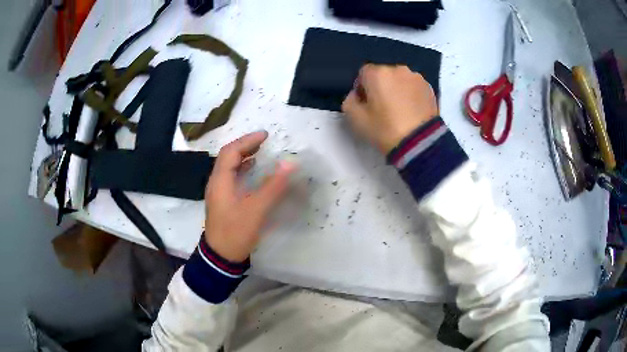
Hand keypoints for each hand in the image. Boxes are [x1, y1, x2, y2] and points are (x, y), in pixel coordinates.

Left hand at [204, 131, 294, 261]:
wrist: (220, 256)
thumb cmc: (236, 231)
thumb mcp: (256, 209)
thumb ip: (273, 186)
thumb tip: (290, 164)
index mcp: (221, 180)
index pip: (231, 151)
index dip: (247, 140)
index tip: (265, 135)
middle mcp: (217, 183)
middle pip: (228, 157)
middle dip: (245, 146)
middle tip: (264, 141)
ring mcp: (219, 193)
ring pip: (229, 167)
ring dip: (243, 157)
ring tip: (260, 152)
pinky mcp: (223, 202)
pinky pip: (231, 178)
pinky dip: (242, 170)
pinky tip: (252, 173)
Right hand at [341, 64, 438, 153]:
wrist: (419, 142)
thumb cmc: (385, 129)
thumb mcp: (355, 119)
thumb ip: (349, 100)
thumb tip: (356, 94)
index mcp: (378, 73)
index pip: (363, 73)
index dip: (362, 88)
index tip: (366, 104)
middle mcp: (397, 69)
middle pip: (383, 74)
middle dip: (381, 87)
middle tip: (382, 108)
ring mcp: (416, 77)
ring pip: (400, 79)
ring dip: (397, 89)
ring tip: (400, 109)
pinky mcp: (429, 87)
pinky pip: (413, 87)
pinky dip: (411, 94)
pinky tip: (411, 111)